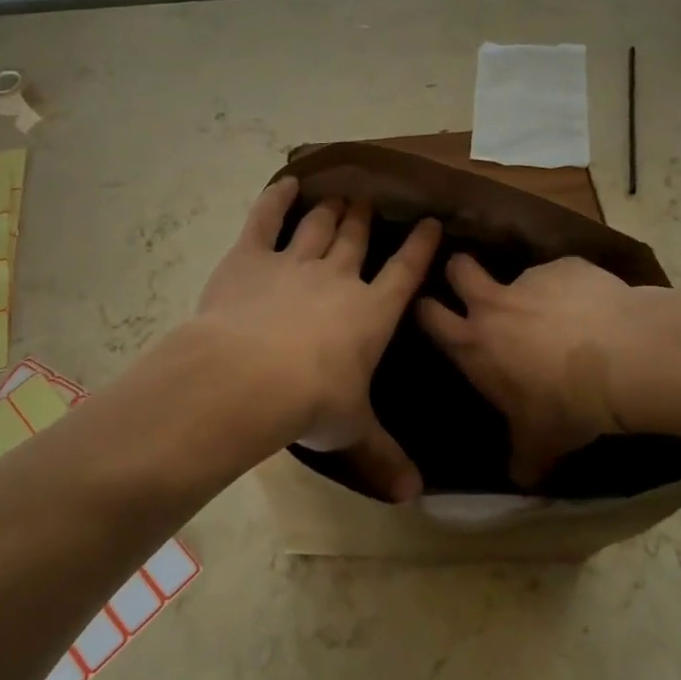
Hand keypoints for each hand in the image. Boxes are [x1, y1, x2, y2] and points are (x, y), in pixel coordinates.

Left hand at [194, 178, 440, 499]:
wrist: (250, 377)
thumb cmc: (312, 403)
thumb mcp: (352, 431)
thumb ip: (384, 457)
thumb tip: (416, 496)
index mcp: (370, 313)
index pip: (404, 272)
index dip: (420, 247)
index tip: (430, 223)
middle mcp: (337, 278)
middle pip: (355, 239)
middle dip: (366, 219)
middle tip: (370, 199)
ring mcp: (293, 262)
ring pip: (318, 226)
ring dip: (330, 209)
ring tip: (340, 194)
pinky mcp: (250, 257)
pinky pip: (265, 219)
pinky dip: (275, 199)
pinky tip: (285, 183)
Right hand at [416, 254, 645, 486]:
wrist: (624, 361)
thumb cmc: (567, 406)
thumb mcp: (541, 444)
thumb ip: (523, 458)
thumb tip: (519, 478)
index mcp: (474, 344)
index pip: (429, 315)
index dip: (426, 309)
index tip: (432, 309)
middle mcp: (493, 304)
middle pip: (459, 268)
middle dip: (459, 271)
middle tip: (473, 284)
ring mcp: (531, 279)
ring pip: (519, 274)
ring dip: (531, 291)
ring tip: (561, 313)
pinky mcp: (568, 266)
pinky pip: (564, 274)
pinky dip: (573, 288)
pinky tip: (597, 309)